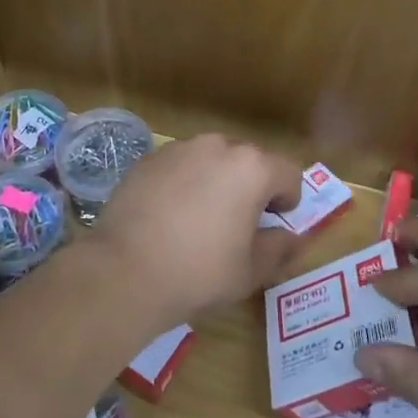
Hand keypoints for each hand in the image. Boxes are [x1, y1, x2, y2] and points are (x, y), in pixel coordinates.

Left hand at [87, 135, 307, 330]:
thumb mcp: (251, 270)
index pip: (288, 174)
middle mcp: (217, 146)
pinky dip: (184, 183)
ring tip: (202, 218)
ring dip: (217, 181)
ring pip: (212, 160)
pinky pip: (180, 167)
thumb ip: (280, 248)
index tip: (274, 223)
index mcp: (252, 168)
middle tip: (240, 223)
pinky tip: (170, 216)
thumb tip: (292, 238)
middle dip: (252, 187)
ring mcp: (179, 149)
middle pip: (249, 161)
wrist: (125, 271)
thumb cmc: (199, 271)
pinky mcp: (148, 159)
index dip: (288, 200)